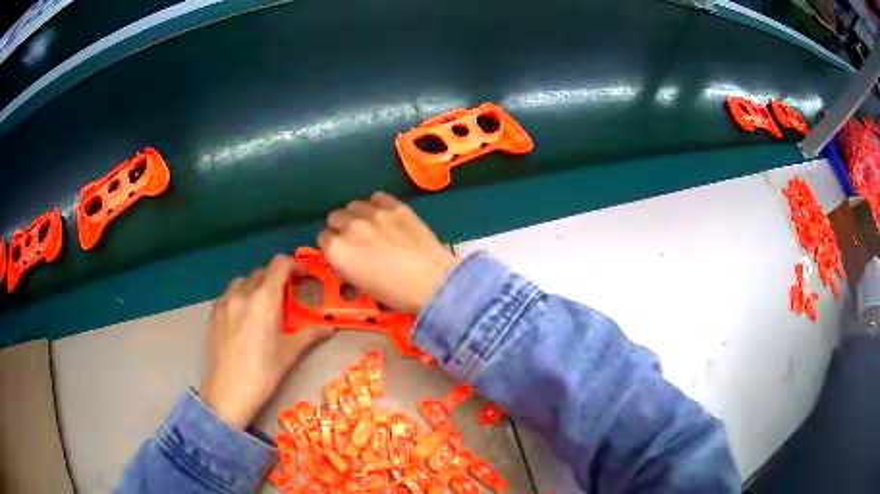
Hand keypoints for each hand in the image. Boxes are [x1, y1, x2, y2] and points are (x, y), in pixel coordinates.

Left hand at [200, 255, 331, 428]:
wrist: (229, 391)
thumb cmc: (263, 373)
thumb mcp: (289, 353)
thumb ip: (310, 335)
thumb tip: (330, 329)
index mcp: (264, 299)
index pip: (279, 265)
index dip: (293, 265)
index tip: (302, 277)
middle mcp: (243, 293)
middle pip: (261, 272)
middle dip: (275, 278)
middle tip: (285, 297)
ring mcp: (225, 302)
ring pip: (242, 282)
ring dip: (255, 286)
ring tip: (261, 305)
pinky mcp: (213, 314)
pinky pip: (228, 295)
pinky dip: (239, 297)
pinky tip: (242, 316)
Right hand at [318, 192, 458, 314]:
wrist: (431, 282)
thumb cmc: (394, 293)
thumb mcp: (359, 284)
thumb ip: (346, 263)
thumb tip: (345, 253)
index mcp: (337, 250)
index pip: (323, 237)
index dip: (332, 244)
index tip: (342, 250)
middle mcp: (349, 226)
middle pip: (335, 217)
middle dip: (342, 227)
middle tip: (356, 238)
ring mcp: (373, 213)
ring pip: (354, 205)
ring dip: (358, 214)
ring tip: (371, 225)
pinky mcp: (394, 205)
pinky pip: (377, 197)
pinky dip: (377, 204)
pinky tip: (385, 214)